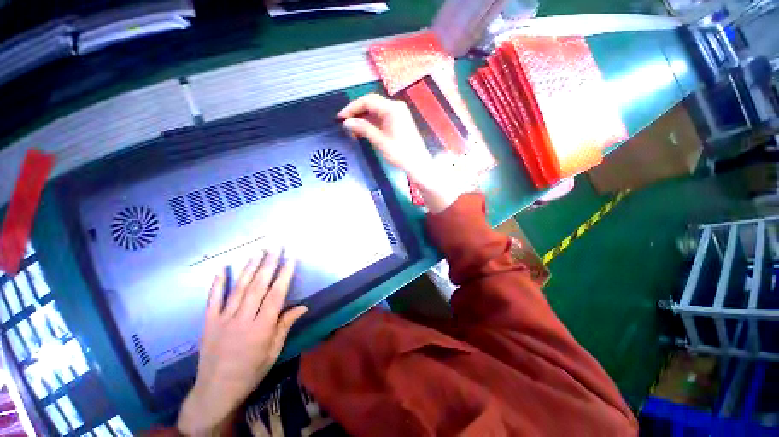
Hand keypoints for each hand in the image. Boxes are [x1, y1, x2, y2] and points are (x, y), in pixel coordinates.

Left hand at [177, 250, 306, 435]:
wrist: (216, 390)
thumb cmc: (251, 371)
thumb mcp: (273, 352)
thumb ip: (285, 326)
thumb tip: (303, 306)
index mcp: (262, 328)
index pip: (276, 295)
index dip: (284, 275)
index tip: (291, 259)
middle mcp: (243, 319)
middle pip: (258, 286)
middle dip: (268, 264)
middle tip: (275, 247)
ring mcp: (223, 319)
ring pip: (238, 289)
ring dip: (249, 268)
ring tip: (258, 252)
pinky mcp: (208, 322)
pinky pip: (212, 300)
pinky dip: (217, 284)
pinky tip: (221, 270)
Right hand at [338, 93, 460, 212]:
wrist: (418, 164)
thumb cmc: (400, 154)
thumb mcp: (380, 141)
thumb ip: (363, 129)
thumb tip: (347, 122)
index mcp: (392, 109)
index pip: (367, 101)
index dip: (352, 108)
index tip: (341, 117)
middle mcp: (395, 107)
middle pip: (371, 103)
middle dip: (357, 112)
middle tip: (344, 122)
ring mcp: (398, 114)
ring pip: (376, 111)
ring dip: (363, 118)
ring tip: (352, 129)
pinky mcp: (399, 121)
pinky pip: (382, 117)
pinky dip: (371, 123)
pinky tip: (364, 130)